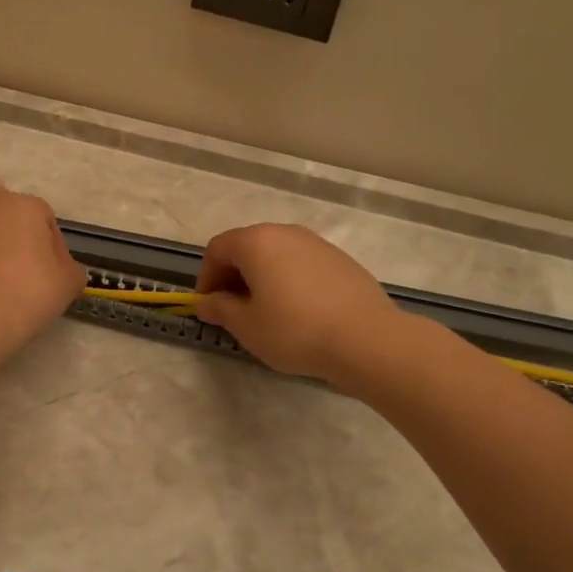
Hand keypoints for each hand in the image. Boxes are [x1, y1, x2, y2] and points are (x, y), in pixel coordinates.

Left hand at [0, 180, 85, 350]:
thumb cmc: (30, 293)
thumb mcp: (68, 284)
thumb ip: (71, 271)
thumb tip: (66, 270)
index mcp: (27, 206)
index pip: (44, 218)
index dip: (50, 245)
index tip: (51, 272)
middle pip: (1, 200)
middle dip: (6, 218)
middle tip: (14, 254)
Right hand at [195, 223, 396, 382]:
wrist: (366, 338)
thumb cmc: (295, 330)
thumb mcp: (246, 326)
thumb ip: (220, 309)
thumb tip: (206, 302)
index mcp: (256, 242)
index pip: (217, 248)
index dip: (206, 276)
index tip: (209, 305)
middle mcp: (285, 232)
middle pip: (247, 247)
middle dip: (233, 275)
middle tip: (233, 310)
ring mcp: (316, 243)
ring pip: (276, 254)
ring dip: (261, 277)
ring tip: (266, 312)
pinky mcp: (340, 259)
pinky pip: (301, 263)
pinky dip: (289, 280)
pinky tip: (298, 311)